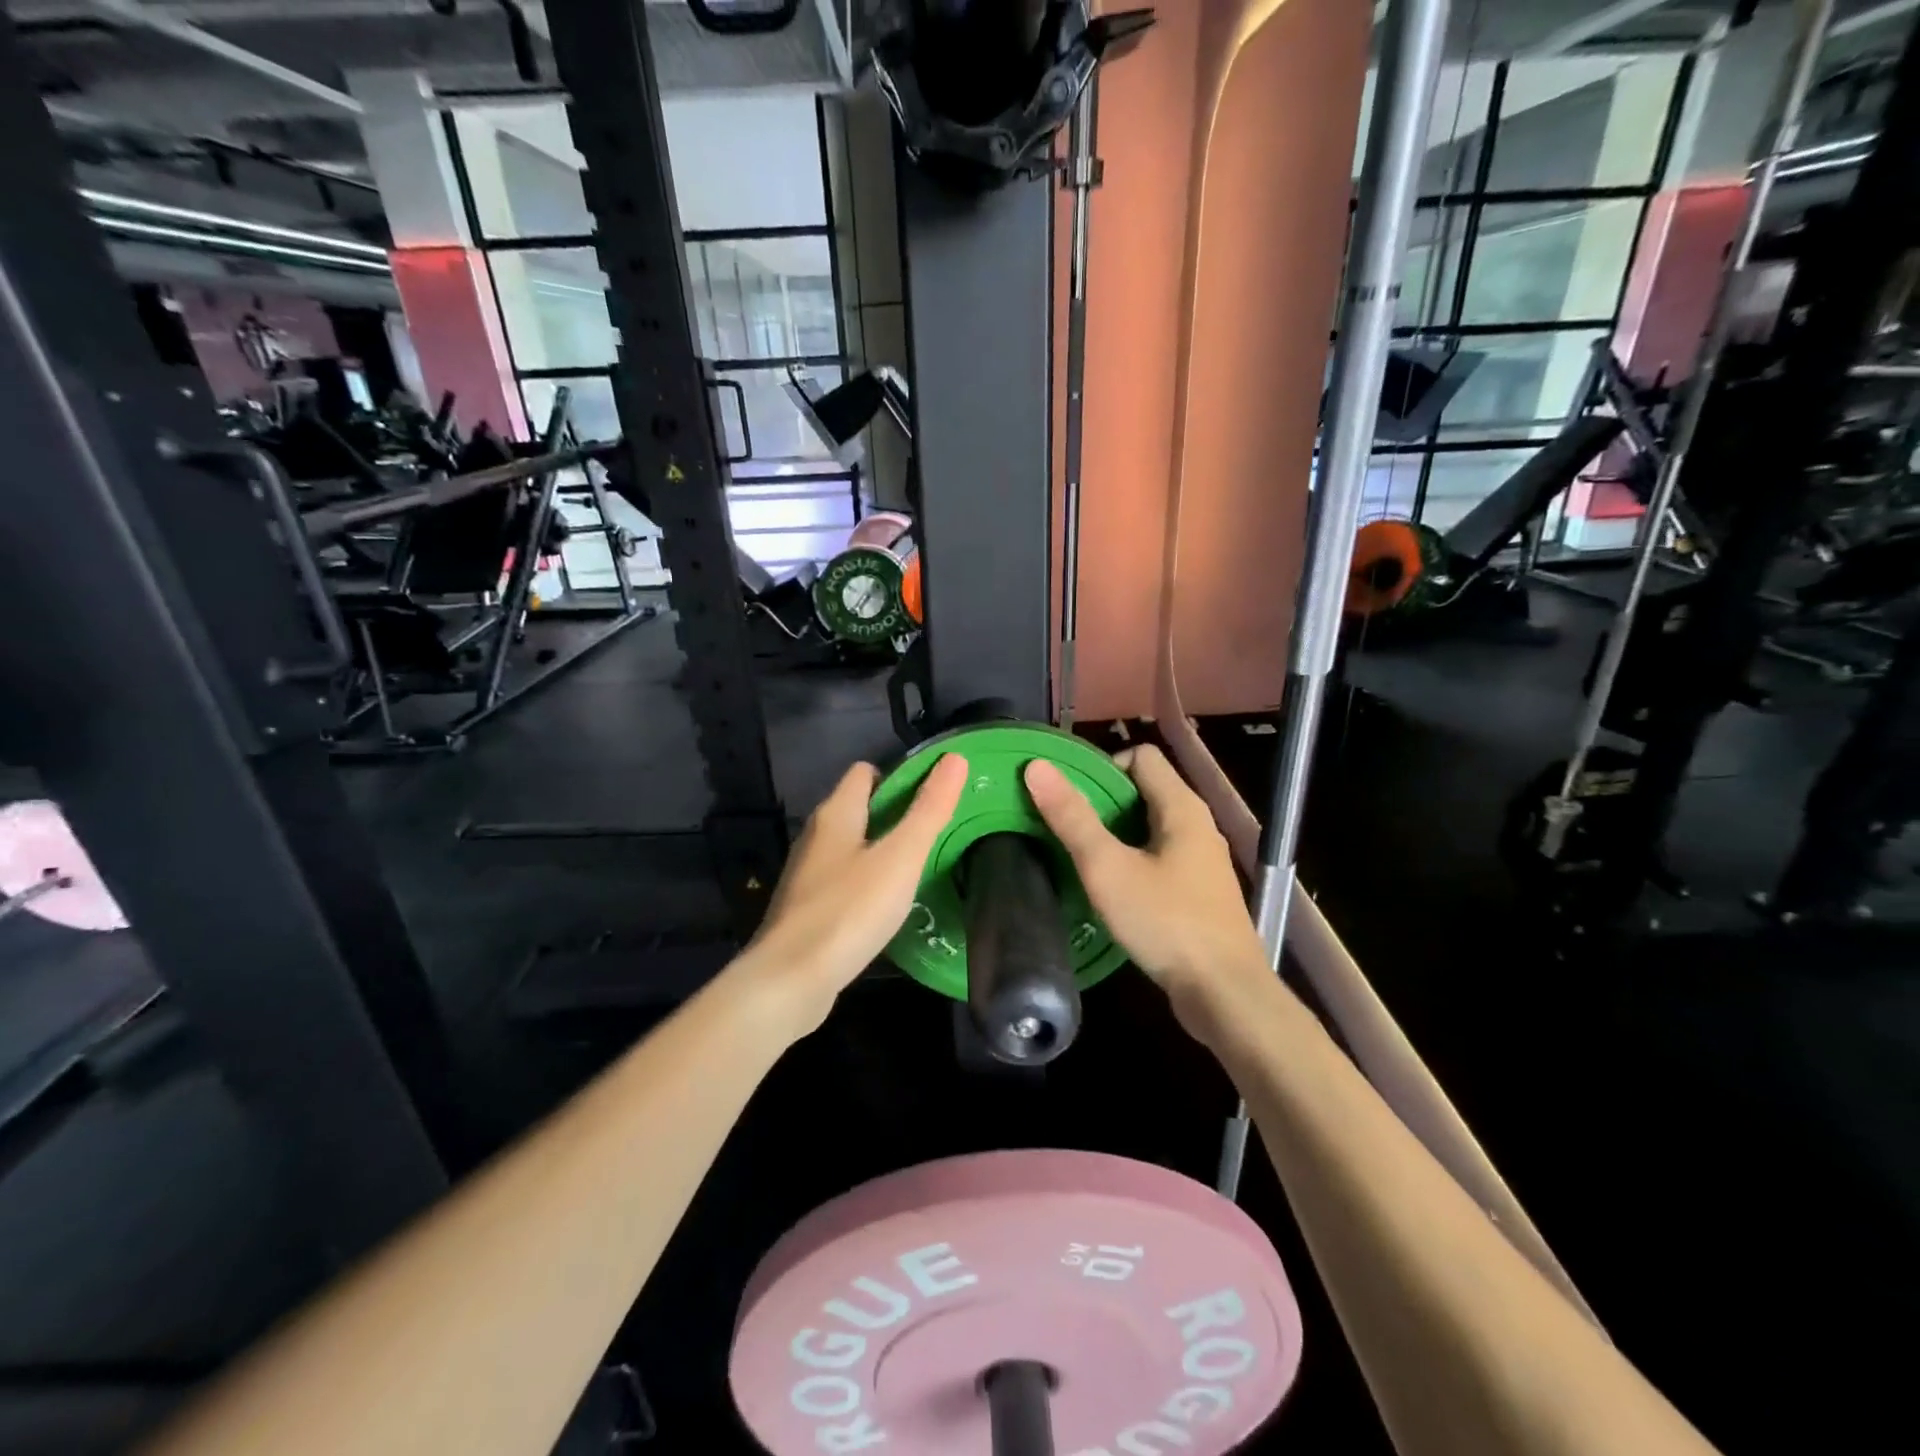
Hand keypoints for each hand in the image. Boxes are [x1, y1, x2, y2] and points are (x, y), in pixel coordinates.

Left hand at [738, 754, 968, 1036]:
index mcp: (835, 814)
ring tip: (919, 870)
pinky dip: (867, 884)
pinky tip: (888, 907)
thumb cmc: (849, 910)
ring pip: (852, 848)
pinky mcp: (807, 909)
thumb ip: (929, 810)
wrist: (790, 981)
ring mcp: (808, 875)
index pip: (865, 772)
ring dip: (882, 852)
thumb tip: (954, 758)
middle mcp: (816, 837)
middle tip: (936, 835)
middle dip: (896, 816)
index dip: (900, 777)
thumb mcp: (901, 857)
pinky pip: (844, 881)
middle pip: (859, 809)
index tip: (934, 798)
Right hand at [1023, 745, 1267, 1015]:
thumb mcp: (1108, 868)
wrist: (1225, 994)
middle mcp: (1197, 825)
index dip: (1102, 767)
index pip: (1140, 756)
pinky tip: (1108, 889)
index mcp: (1182, 807)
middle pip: (1143, 790)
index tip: (1069, 798)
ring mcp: (1201, 860)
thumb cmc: (1166, 923)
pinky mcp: (1199, 891)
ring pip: (1149, 827)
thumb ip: (1072, 818)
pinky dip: (1131, 861)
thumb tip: (1037, 766)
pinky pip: (1158, 857)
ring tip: (1077, 856)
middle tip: (1063, 827)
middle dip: (1101, 802)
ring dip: (1113, 834)